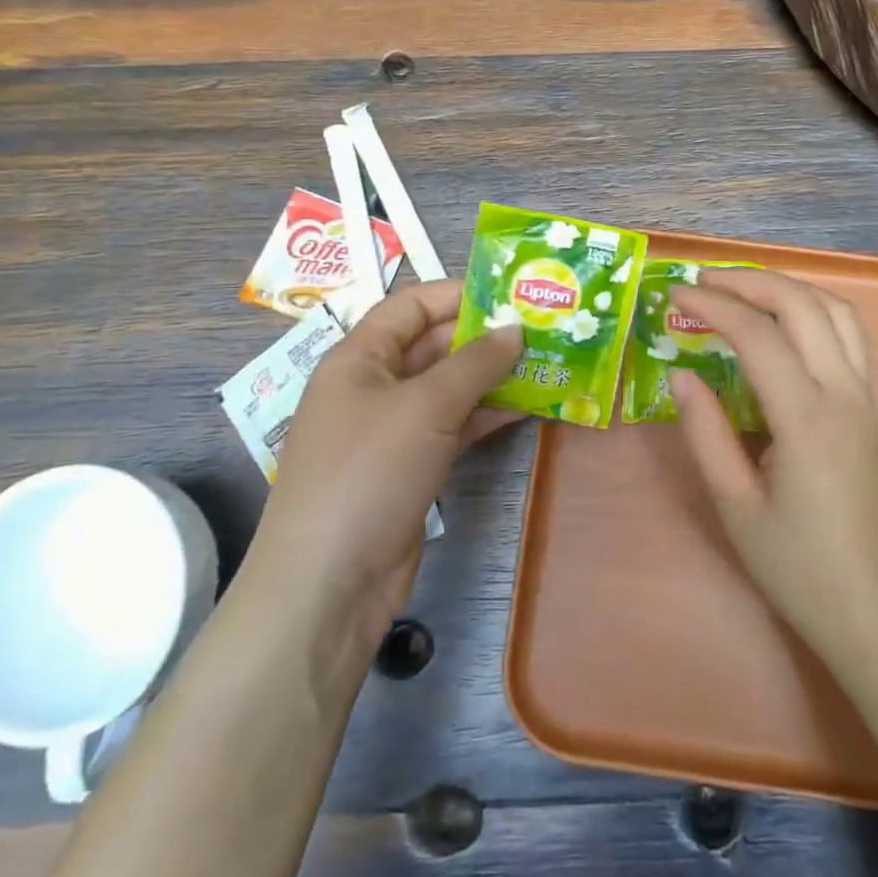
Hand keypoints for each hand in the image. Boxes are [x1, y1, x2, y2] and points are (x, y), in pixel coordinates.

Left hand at [241, 282, 521, 667]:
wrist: (330, 583)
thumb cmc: (369, 472)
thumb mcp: (424, 406)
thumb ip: (474, 363)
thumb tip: (516, 329)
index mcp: (359, 357)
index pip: (411, 306)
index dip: (459, 294)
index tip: (512, 293)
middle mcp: (374, 386)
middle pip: (434, 345)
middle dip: (485, 336)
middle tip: (543, 328)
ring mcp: (393, 429)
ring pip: (449, 388)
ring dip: (493, 376)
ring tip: (547, 362)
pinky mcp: (412, 466)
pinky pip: (454, 426)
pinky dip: (487, 414)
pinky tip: (529, 405)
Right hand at [669, 269, 877, 667]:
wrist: (874, 610)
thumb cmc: (797, 566)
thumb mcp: (734, 505)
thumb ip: (705, 432)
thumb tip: (682, 374)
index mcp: (807, 419)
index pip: (758, 336)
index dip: (713, 306)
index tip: (675, 295)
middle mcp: (844, 394)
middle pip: (803, 306)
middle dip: (750, 281)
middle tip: (703, 281)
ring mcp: (865, 398)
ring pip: (836, 312)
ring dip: (788, 288)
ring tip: (742, 290)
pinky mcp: (870, 409)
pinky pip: (848, 336)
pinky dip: (812, 310)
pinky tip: (783, 324)